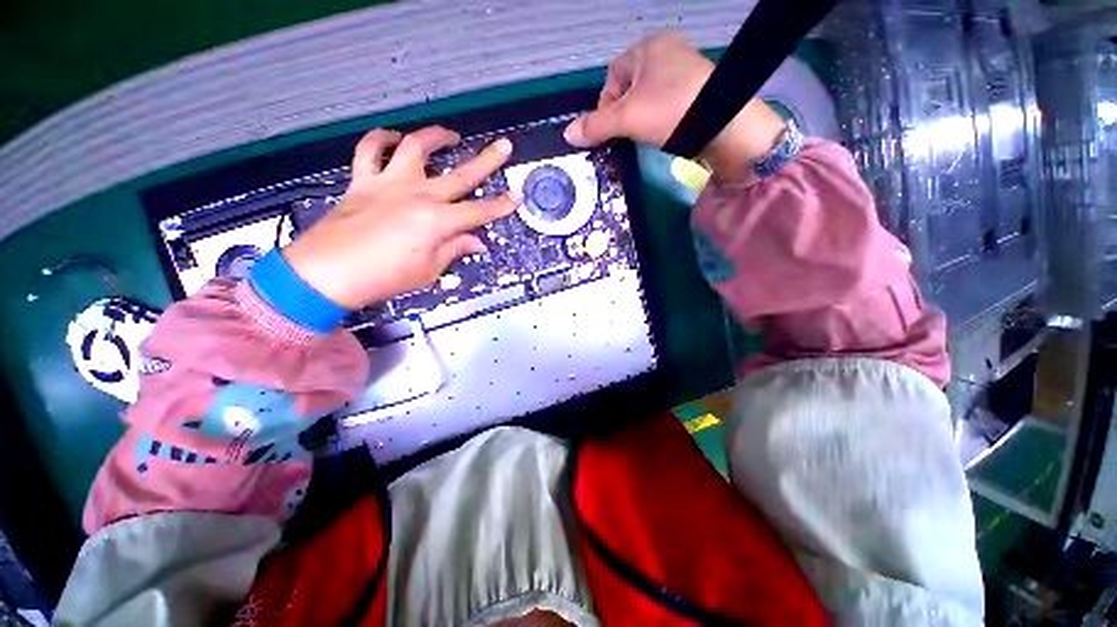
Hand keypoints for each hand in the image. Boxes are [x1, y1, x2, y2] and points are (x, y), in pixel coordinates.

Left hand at [282, 126, 519, 308]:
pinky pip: (370, 150)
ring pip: (416, 147)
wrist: (329, 272)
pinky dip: (382, 139)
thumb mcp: (429, 269)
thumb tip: (477, 242)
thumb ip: (454, 249)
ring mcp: (390, 183)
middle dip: (487, 160)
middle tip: (503, 146)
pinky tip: (394, 138)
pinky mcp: (364, 180)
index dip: (502, 205)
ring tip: (449, 135)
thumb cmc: (384, 276)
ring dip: (436, 137)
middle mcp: (419, 195)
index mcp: (438, 221)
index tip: (517, 196)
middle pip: (461, 174)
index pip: (480, 211)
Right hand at [564, 30, 785, 181]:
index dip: (605, 105)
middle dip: (623, 114)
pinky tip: (664, 132)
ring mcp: (684, 70)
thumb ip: (595, 125)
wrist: (724, 126)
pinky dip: (658, 120)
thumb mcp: (627, 118)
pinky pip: (665, 104)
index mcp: (648, 47)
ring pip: (647, 98)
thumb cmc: (670, 111)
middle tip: (627, 134)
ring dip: (640, 119)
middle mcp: (667, 51)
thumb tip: (568, 134)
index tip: (609, 129)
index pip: (612, 76)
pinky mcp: (696, 90)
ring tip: (647, 135)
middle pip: (629, 88)